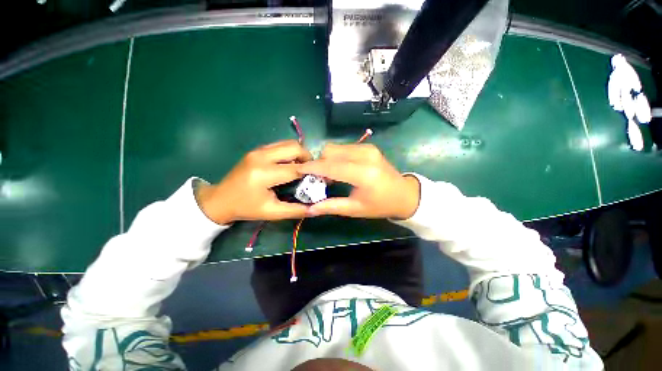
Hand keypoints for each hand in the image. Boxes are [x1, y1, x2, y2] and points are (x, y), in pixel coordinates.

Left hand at [196, 140, 311, 224]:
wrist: (220, 199)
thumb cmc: (246, 207)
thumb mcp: (272, 212)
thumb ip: (295, 210)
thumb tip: (315, 208)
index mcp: (264, 174)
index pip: (296, 168)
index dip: (311, 172)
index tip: (320, 178)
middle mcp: (261, 156)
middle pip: (294, 147)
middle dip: (307, 157)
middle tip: (310, 171)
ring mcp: (258, 150)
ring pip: (288, 143)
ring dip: (299, 153)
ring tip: (301, 168)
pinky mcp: (257, 149)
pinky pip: (280, 145)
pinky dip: (289, 152)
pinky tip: (289, 164)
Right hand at [298, 143, 419, 218]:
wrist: (404, 194)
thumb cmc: (380, 205)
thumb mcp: (355, 209)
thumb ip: (331, 207)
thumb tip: (309, 209)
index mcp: (363, 173)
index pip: (330, 166)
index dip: (312, 167)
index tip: (298, 170)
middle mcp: (365, 156)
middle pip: (330, 151)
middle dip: (319, 163)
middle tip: (320, 179)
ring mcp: (368, 148)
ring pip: (336, 147)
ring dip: (328, 159)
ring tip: (331, 175)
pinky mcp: (369, 147)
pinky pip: (344, 147)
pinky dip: (337, 157)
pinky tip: (341, 169)